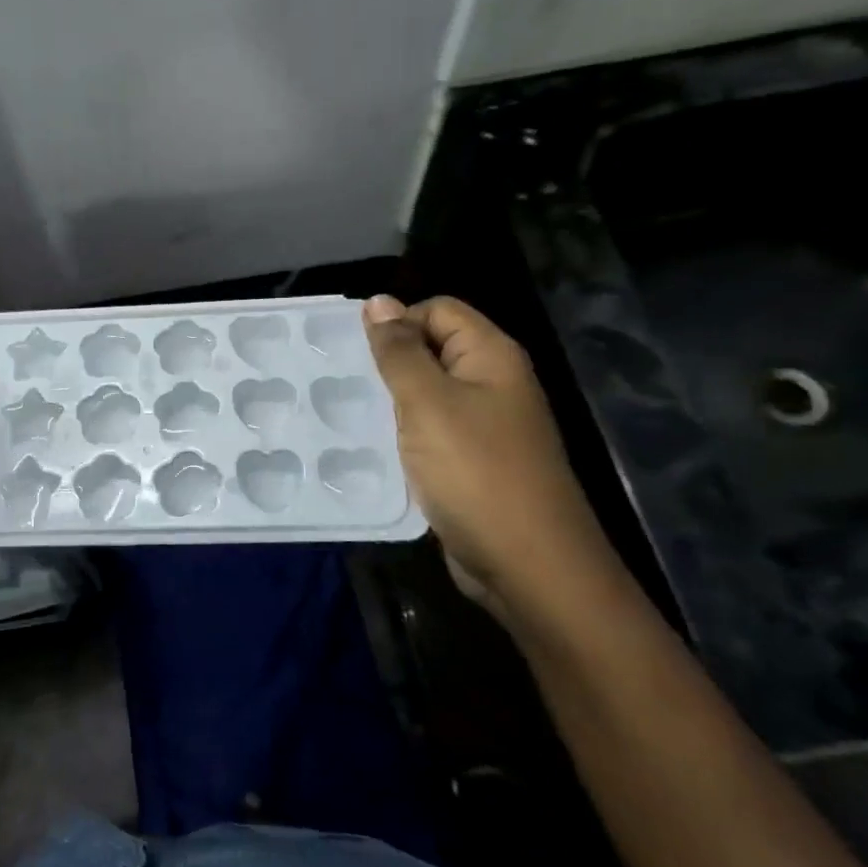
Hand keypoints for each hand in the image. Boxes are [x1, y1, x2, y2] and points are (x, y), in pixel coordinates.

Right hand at [363, 295, 621, 623]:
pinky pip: (430, 435)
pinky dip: (402, 438)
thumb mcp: (428, 403)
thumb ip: (400, 352)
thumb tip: (378, 301)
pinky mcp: (472, 464)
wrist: (528, 565)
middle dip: (388, 365)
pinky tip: (369, 451)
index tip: (354, 354)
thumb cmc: (476, 473)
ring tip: (344, 414)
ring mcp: (484, 427)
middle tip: (339, 383)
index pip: (438, 310)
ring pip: (427, 397)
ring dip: (390, 404)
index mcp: (491, 356)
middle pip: (432, 351)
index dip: (397, 323)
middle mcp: (493, 384)